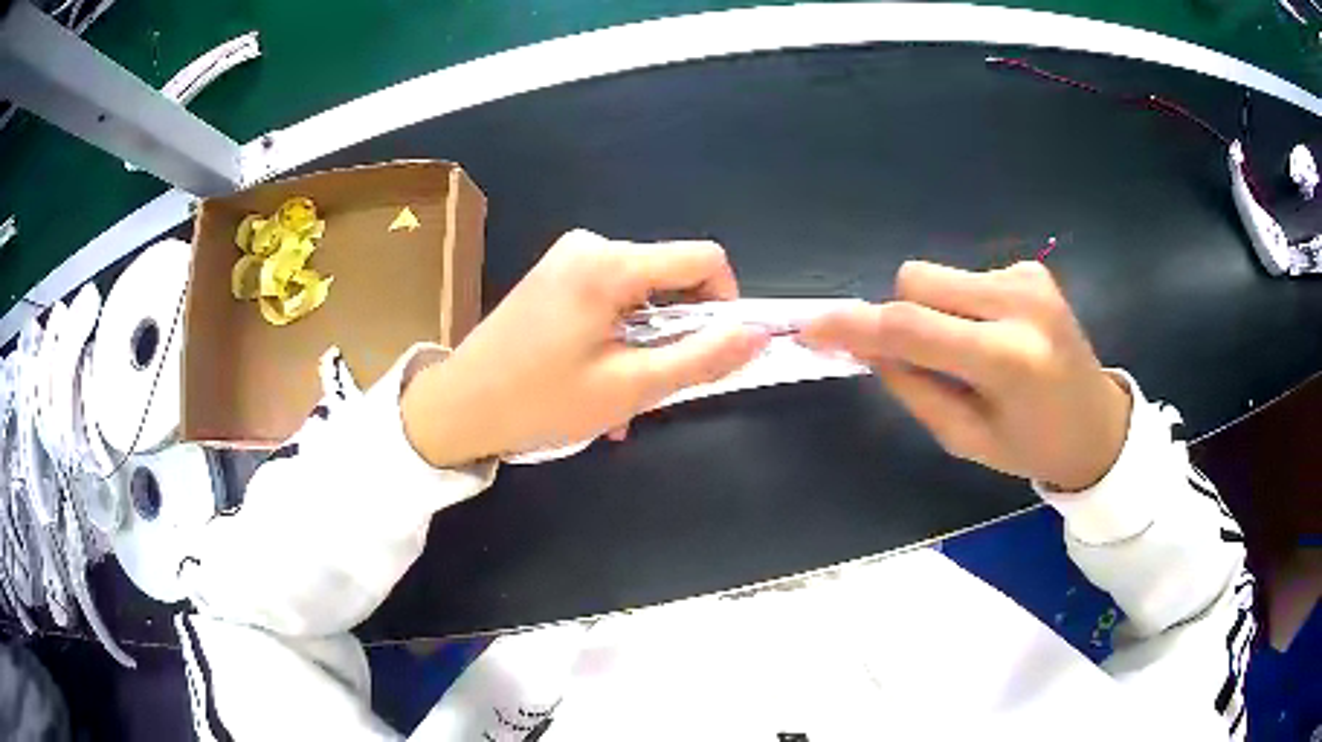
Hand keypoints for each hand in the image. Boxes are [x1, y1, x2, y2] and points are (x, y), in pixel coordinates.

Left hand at [401, 230, 768, 465]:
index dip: (725, 304)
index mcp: (611, 262)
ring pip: (640, 296)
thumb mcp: (629, 388)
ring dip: (644, 345)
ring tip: (619, 397)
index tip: (712, 351)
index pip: (705, 260)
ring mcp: (568, 258)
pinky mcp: (554, 275)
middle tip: (652, 388)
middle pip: (670, 279)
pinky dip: (617, 337)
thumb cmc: (539, 401)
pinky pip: (610, 299)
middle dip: (675, 334)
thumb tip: (758, 333)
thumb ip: (701, 358)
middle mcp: (591, 245)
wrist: (457, 408)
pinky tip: (597, 380)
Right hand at [799, 260, 1130, 490]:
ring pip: (936, 276)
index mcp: (1007, 360)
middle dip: (898, 317)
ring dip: (931, 312)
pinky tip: (991, 336)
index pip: (911, 328)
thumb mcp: (965, 439)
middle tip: (918, 361)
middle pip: (915, 281)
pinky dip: (959, 307)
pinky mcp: (1031, 270)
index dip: (854, 324)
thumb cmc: (1032, 447)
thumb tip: (866, 345)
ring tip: (965, 353)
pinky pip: (965, 278)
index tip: (812, 328)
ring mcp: (1028, 278)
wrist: (1098, 424)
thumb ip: (913, 388)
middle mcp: (1018, 303)